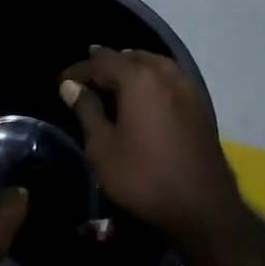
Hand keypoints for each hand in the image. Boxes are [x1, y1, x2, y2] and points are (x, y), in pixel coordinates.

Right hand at [59, 48, 243, 247]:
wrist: (202, 208)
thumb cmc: (143, 177)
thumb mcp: (103, 148)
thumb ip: (86, 111)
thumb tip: (70, 86)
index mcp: (139, 78)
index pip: (102, 61)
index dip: (79, 70)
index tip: (62, 81)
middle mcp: (165, 74)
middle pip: (131, 57)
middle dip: (107, 63)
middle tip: (87, 77)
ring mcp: (187, 88)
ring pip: (154, 64)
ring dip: (132, 67)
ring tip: (114, 81)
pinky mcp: (200, 105)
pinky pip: (170, 79)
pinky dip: (152, 79)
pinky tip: (144, 96)